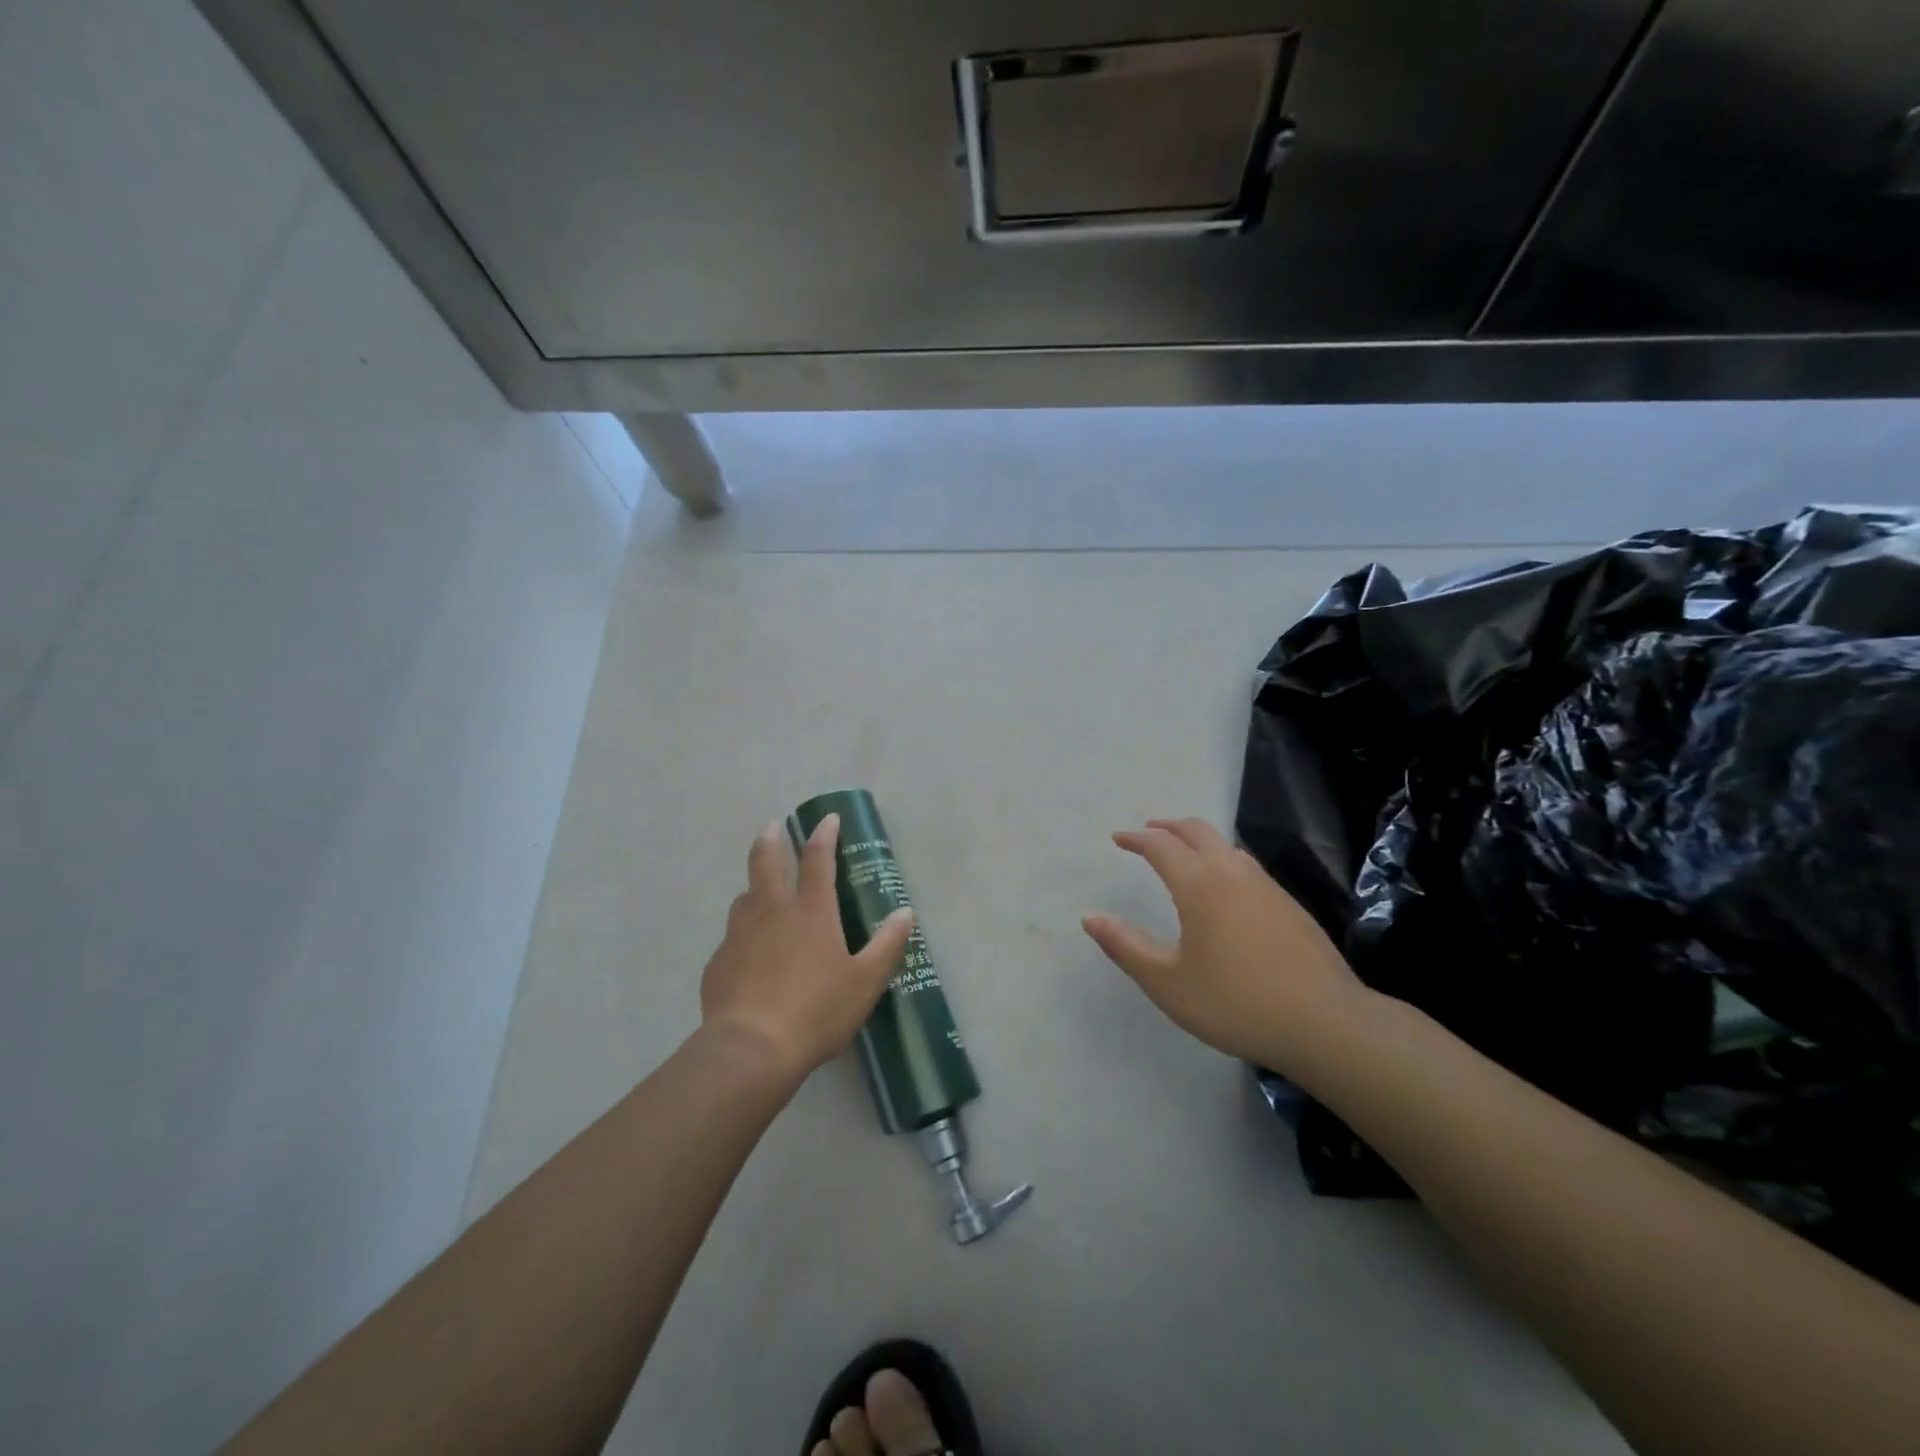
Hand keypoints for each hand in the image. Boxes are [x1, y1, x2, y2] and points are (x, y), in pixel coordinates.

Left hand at [699, 813, 914, 1083]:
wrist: (751, 1050)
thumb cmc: (816, 1012)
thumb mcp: (865, 982)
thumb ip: (887, 944)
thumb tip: (904, 912)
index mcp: (811, 912)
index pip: (817, 859)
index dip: (824, 835)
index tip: (827, 818)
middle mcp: (772, 912)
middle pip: (765, 862)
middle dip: (771, 839)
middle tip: (773, 825)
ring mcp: (739, 935)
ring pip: (743, 898)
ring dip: (754, 888)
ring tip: (760, 893)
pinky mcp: (718, 963)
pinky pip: (731, 938)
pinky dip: (742, 935)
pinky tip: (748, 956)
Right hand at [1083, 817, 1369, 1072]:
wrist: (1325, 1023)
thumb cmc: (1235, 1003)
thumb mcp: (1167, 983)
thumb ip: (1126, 946)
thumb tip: (1090, 917)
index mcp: (1199, 885)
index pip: (1161, 845)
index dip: (1137, 838)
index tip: (1119, 839)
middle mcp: (1233, 873)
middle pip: (1197, 831)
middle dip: (1168, 826)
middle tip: (1149, 831)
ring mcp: (1267, 887)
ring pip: (1227, 846)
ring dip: (1199, 841)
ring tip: (1184, 855)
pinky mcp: (1290, 906)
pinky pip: (1247, 867)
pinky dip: (1224, 861)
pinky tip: (1226, 890)